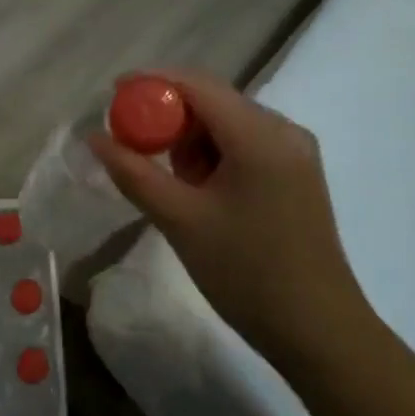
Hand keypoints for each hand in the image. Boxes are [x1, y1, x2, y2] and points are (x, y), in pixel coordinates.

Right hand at [88, 68, 371, 366]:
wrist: (319, 333)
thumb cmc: (247, 274)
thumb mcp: (180, 221)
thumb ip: (134, 173)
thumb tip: (94, 138)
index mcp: (259, 134)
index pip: (197, 84)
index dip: (152, 82)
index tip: (113, 97)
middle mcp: (284, 129)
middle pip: (214, 100)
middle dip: (170, 118)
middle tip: (138, 150)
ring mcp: (296, 151)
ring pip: (228, 123)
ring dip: (193, 141)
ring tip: (177, 187)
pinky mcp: (298, 173)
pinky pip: (246, 144)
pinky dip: (216, 156)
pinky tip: (204, 193)